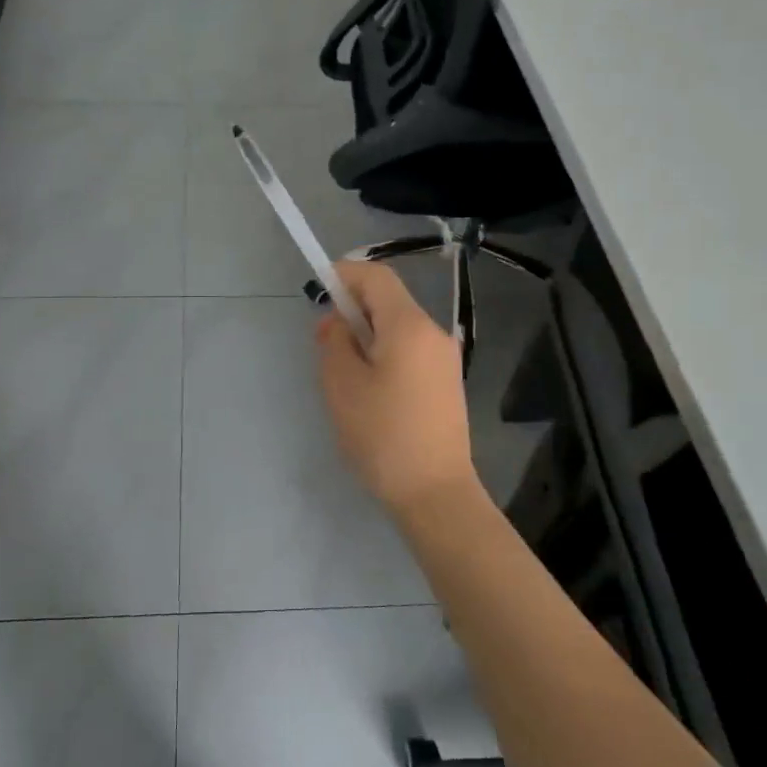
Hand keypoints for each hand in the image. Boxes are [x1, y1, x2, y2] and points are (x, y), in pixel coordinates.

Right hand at [315, 261, 477, 515]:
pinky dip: (385, 353)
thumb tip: (338, 321)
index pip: (377, 276)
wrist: (435, 492)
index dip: (345, 274)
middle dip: (353, 309)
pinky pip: (411, 351)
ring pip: (399, 328)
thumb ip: (335, 341)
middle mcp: (434, 333)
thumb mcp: (342, 385)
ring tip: (343, 372)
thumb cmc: (383, 435)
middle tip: (324, 341)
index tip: (319, 290)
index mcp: (409, 326)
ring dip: (368, 335)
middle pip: (389, 301)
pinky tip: (370, 389)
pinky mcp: (447, 382)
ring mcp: (445, 358)